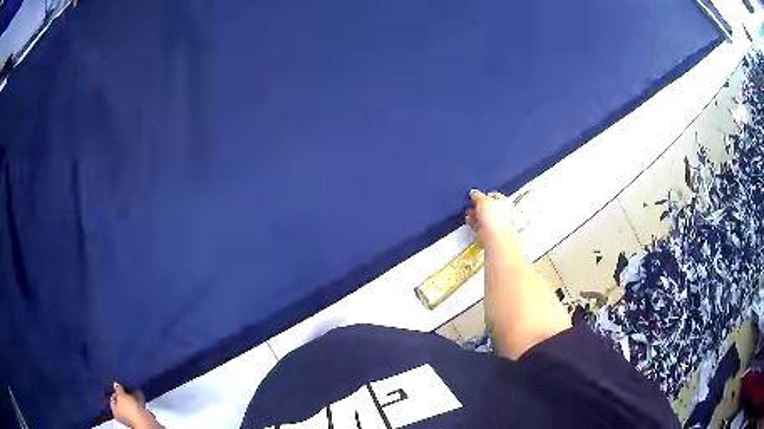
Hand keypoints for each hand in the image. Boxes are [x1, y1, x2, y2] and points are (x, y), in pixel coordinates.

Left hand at [110, 383, 160, 428]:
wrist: (145, 420)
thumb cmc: (132, 412)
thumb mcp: (121, 395)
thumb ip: (118, 389)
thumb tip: (116, 385)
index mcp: (115, 411)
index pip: (112, 399)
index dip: (115, 391)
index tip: (118, 386)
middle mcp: (122, 415)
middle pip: (122, 402)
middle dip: (124, 395)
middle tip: (126, 388)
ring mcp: (132, 416)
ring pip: (130, 404)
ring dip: (132, 398)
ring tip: (134, 391)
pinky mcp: (140, 416)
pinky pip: (138, 406)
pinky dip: (139, 401)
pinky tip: (140, 397)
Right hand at [465, 189, 518, 250]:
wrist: (493, 236)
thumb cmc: (494, 219)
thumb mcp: (482, 200)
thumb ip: (477, 195)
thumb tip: (473, 193)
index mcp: (505, 202)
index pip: (495, 195)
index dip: (485, 194)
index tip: (476, 195)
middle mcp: (503, 213)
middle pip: (488, 207)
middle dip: (478, 206)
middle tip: (472, 205)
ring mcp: (496, 224)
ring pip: (484, 217)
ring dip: (475, 215)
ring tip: (469, 214)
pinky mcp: (490, 232)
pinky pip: (480, 225)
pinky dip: (475, 223)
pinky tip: (470, 222)